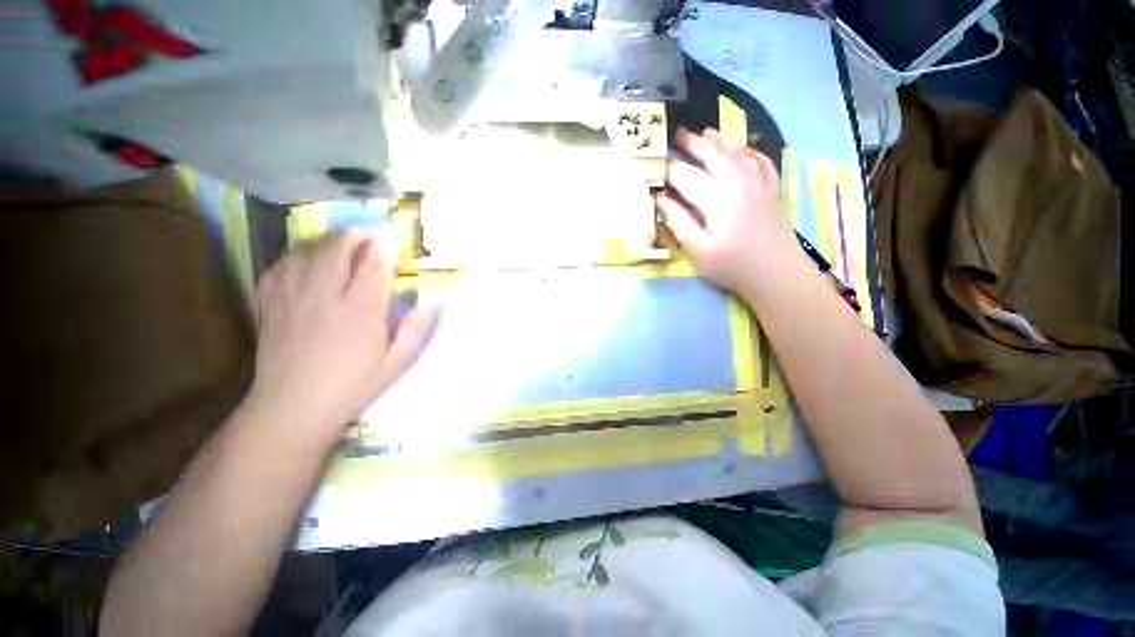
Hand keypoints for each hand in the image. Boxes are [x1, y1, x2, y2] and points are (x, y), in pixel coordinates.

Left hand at [248, 227, 437, 443]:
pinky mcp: (268, 302)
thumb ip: (416, 330)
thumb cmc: (351, 385)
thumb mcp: (396, 362)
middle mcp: (324, 296)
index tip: (392, 238)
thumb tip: (435, 302)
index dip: (385, 247)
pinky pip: (280, 265)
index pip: (374, 265)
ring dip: (327, 242)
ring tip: (341, 246)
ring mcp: (291, 297)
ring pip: (307, 250)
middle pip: (337, 248)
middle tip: (369, 238)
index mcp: (360, 313)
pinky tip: (308, 262)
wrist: (292, 407)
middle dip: (356, 236)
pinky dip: (298, 256)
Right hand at [656, 128, 798, 295]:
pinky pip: (761, 160)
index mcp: (718, 200)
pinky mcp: (771, 189)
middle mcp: (740, 183)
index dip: (670, 170)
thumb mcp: (699, 251)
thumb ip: (679, 223)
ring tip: (705, 132)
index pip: (688, 177)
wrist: (777, 274)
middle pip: (714, 156)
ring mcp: (759, 183)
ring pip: (739, 152)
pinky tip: (741, 148)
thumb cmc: (732, 267)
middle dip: (693, 144)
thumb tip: (660, 200)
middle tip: (677, 135)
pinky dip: (749, 150)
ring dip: (720, 140)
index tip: (655, 163)